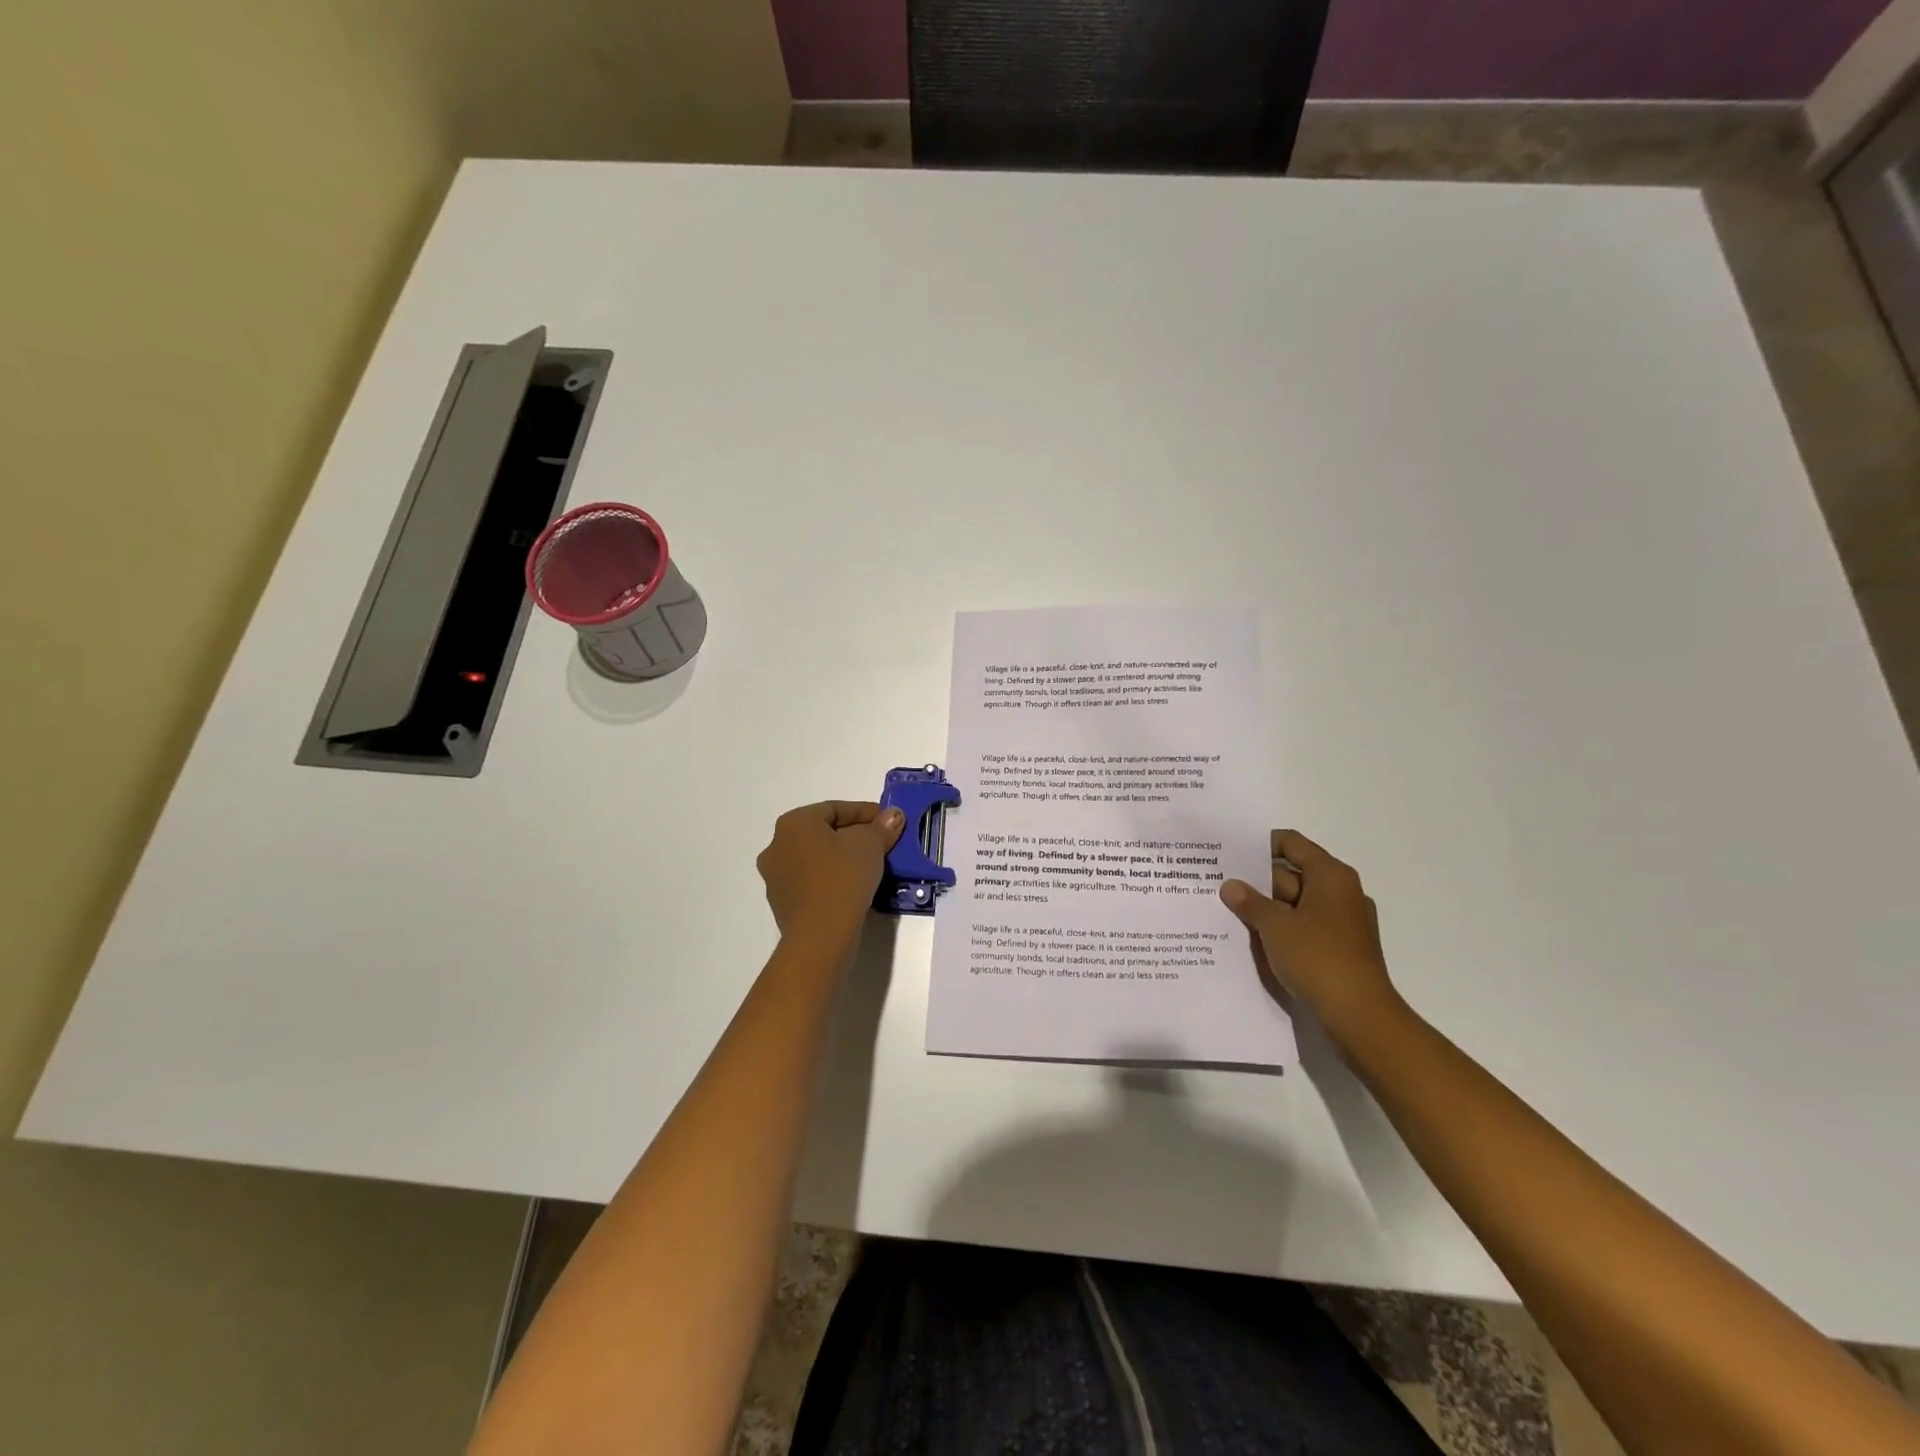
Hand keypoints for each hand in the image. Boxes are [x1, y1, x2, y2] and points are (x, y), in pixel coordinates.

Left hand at [756, 801, 904, 945]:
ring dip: (843, 858)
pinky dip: (833, 879)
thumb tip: (893, 815)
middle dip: (855, 836)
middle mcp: (777, 845)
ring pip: (817, 859)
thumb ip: (882, 826)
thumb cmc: (842, 878)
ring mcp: (776, 877)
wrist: (820, 936)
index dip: (866, 812)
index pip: (835, 809)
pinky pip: (813, 882)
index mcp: (793, 823)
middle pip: (824, 833)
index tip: (890, 821)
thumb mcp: (870, 845)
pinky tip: (855, 888)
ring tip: (872, 867)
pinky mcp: (783, 904)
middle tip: (883, 843)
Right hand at [1219, 830, 1401, 1038]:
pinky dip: (1281, 929)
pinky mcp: (1339, 949)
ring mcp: (1342, 923)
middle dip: (1256, 881)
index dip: (1260, 844)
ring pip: (1295, 904)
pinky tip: (1253, 939)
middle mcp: (1341, 892)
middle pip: (1292, 874)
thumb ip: (1250, 902)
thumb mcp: (1275, 926)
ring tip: (1228, 911)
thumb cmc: (1318, 958)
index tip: (1230, 853)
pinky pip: (1303, 928)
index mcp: (1331, 876)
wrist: (1359, 1016)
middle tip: (1218, 885)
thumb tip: (1230, 885)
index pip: (1292, 844)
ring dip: (1266, 908)